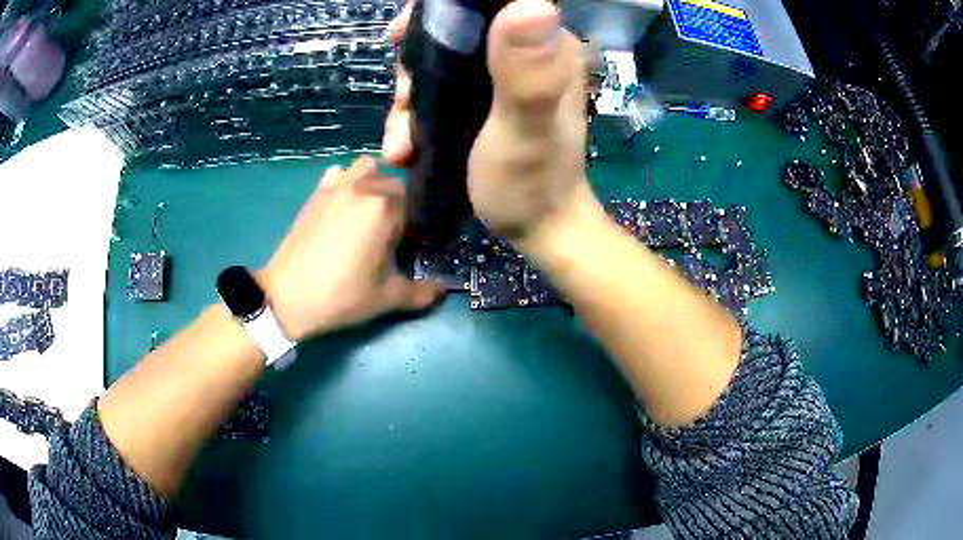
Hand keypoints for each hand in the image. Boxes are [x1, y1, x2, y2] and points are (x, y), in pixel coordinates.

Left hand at [260, 157, 444, 340]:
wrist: (287, 297)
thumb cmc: (341, 295)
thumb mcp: (388, 298)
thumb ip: (423, 292)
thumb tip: (445, 289)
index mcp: (385, 208)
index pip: (417, 204)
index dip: (417, 226)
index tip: (411, 247)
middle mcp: (364, 188)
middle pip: (395, 184)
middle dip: (399, 205)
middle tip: (390, 236)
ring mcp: (336, 187)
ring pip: (367, 168)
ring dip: (374, 183)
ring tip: (370, 211)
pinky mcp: (316, 193)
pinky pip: (339, 175)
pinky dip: (347, 182)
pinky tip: (344, 205)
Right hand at [382, 0, 593, 243]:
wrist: (536, 230)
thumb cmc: (534, 183)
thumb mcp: (526, 127)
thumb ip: (528, 70)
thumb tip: (530, 2)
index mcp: (544, 46)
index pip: (491, 1)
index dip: (445, 7)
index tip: (407, 33)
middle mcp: (523, 52)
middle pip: (456, 30)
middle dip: (417, 59)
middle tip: (403, 95)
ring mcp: (500, 77)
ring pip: (439, 62)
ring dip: (409, 96)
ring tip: (402, 138)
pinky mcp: (482, 101)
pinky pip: (438, 90)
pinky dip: (414, 114)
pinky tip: (404, 146)